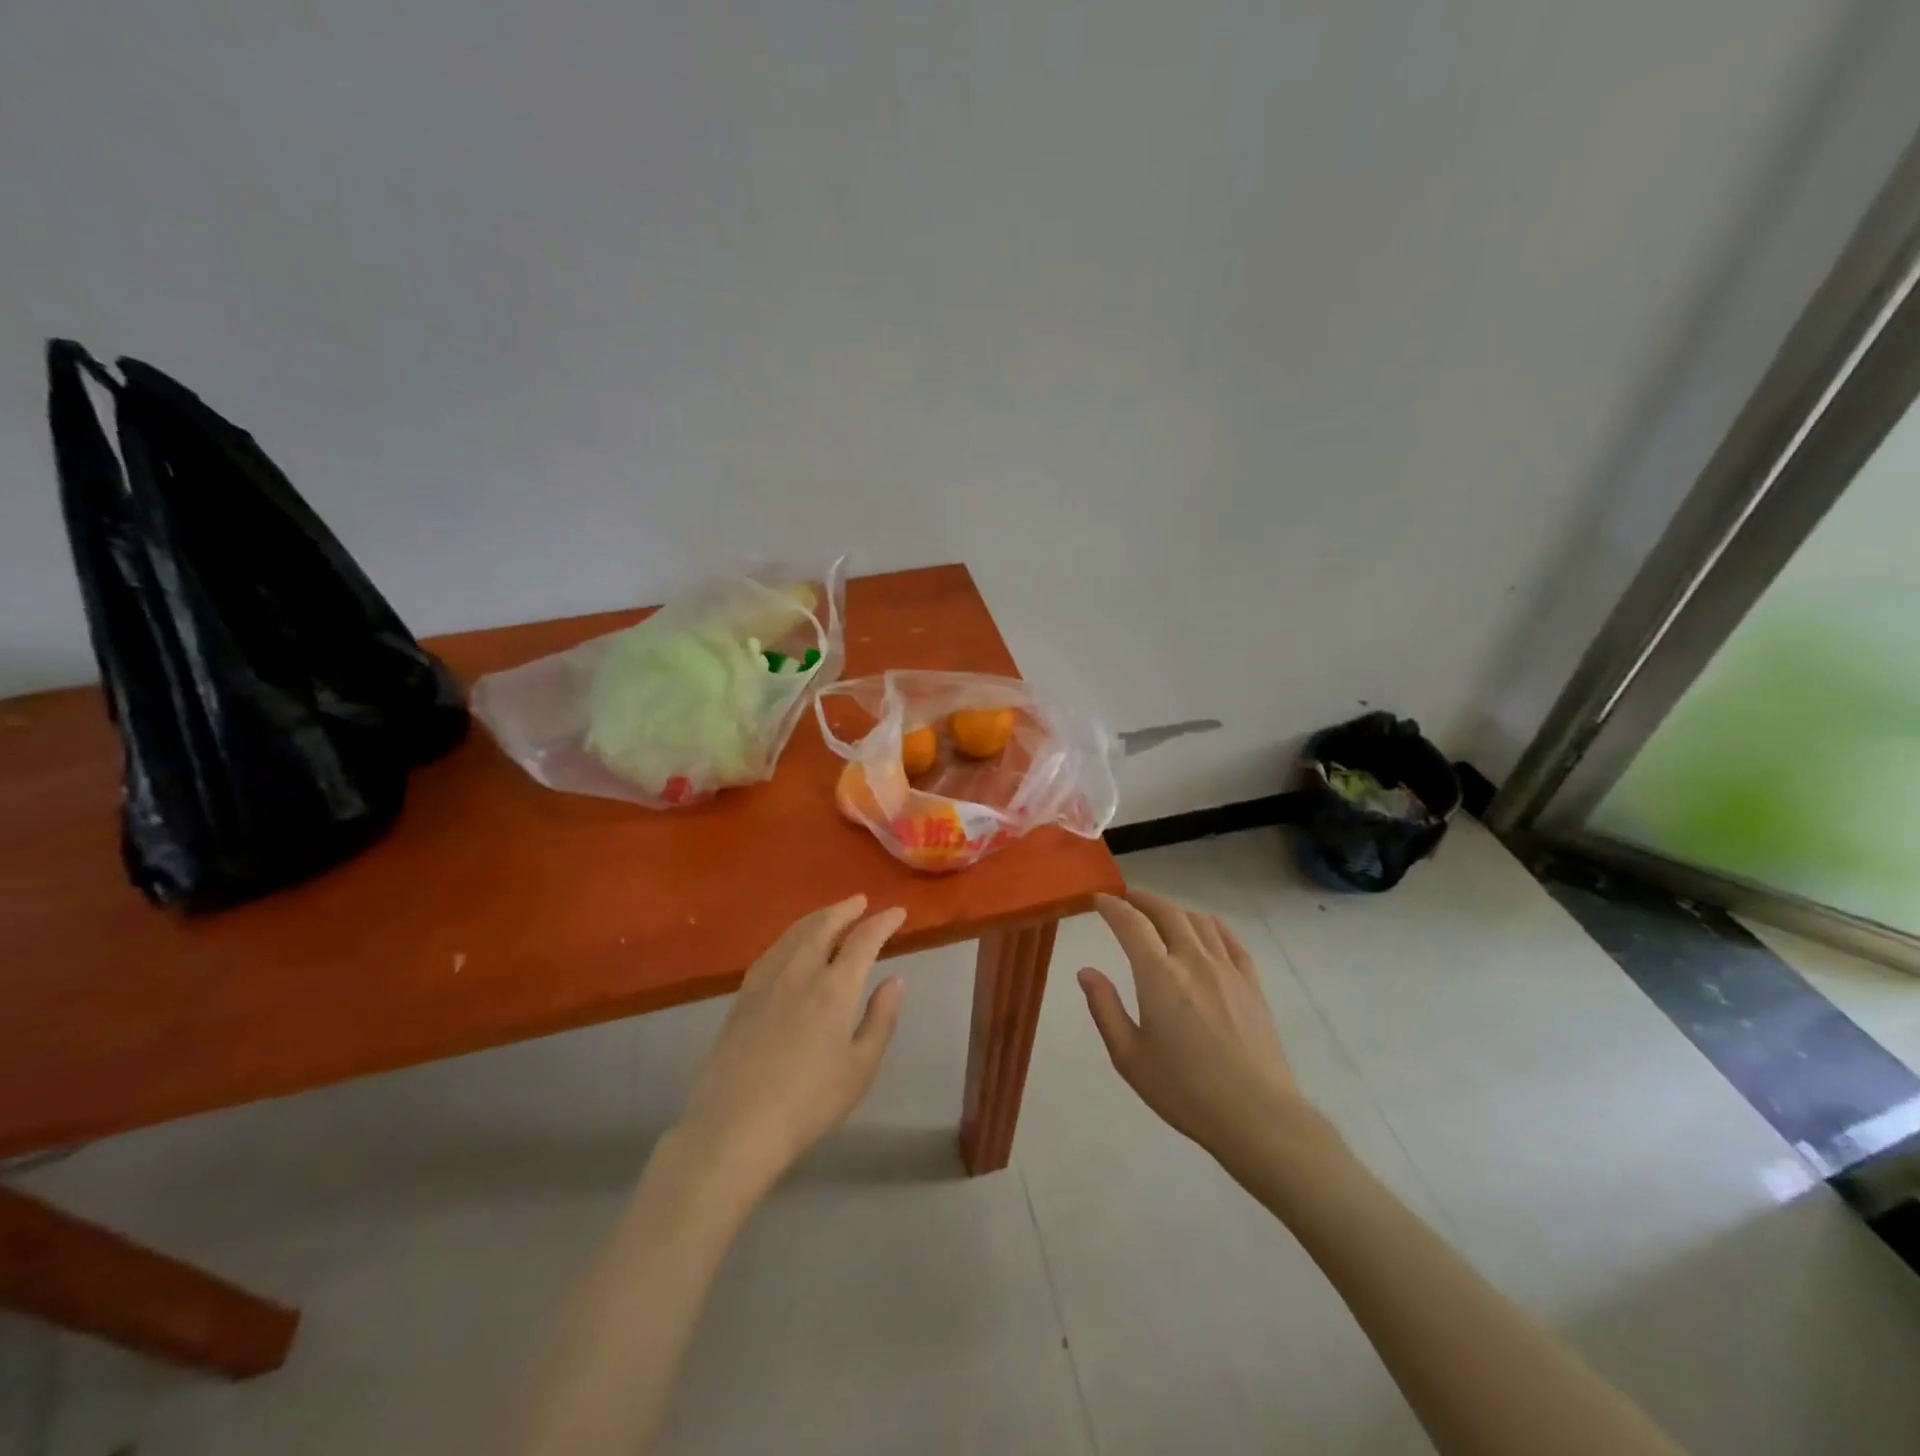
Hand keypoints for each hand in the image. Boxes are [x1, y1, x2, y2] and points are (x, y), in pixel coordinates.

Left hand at [678, 896, 906, 1190]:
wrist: (734, 1127)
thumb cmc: (808, 1103)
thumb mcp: (861, 1068)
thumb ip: (881, 1019)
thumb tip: (895, 979)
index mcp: (834, 988)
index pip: (863, 940)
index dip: (882, 922)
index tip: (897, 912)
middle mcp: (800, 972)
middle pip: (823, 926)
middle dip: (845, 910)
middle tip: (861, 901)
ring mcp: (766, 981)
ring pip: (794, 933)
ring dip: (817, 917)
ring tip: (831, 913)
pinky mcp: (742, 997)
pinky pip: (772, 950)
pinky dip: (790, 935)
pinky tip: (791, 943)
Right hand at [1079, 891, 1316, 1163]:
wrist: (1256, 1115)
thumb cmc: (1184, 1090)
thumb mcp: (1129, 1057)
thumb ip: (1105, 1008)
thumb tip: (1087, 971)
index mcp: (1158, 975)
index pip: (1131, 924)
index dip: (1112, 906)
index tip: (1099, 900)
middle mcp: (1192, 960)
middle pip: (1166, 913)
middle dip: (1142, 900)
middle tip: (1126, 900)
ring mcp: (1227, 969)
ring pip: (1198, 921)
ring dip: (1174, 910)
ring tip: (1161, 914)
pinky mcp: (1252, 984)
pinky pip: (1230, 940)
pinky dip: (1211, 925)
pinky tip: (1205, 929)